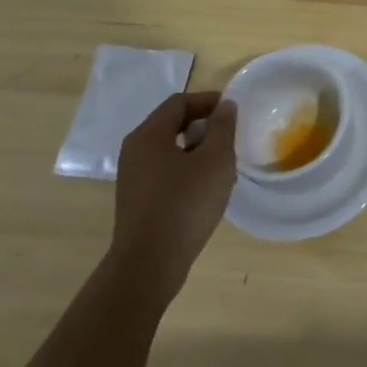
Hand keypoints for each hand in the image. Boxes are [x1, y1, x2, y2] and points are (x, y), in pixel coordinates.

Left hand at [109, 92, 237, 303]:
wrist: (149, 265)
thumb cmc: (185, 204)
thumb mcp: (215, 160)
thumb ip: (222, 128)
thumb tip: (225, 106)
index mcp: (148, 135)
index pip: (179, 102)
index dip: (208, 101)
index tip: (233, 112)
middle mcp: (134, 151)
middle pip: (172, 124)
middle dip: (203, 126)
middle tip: (229, 138)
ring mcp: (133, 177)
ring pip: (169, 150)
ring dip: (197, 150)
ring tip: (222, 167)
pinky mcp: (137, 200)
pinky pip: (164, 172)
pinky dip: (186, 170)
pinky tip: (205, 190)